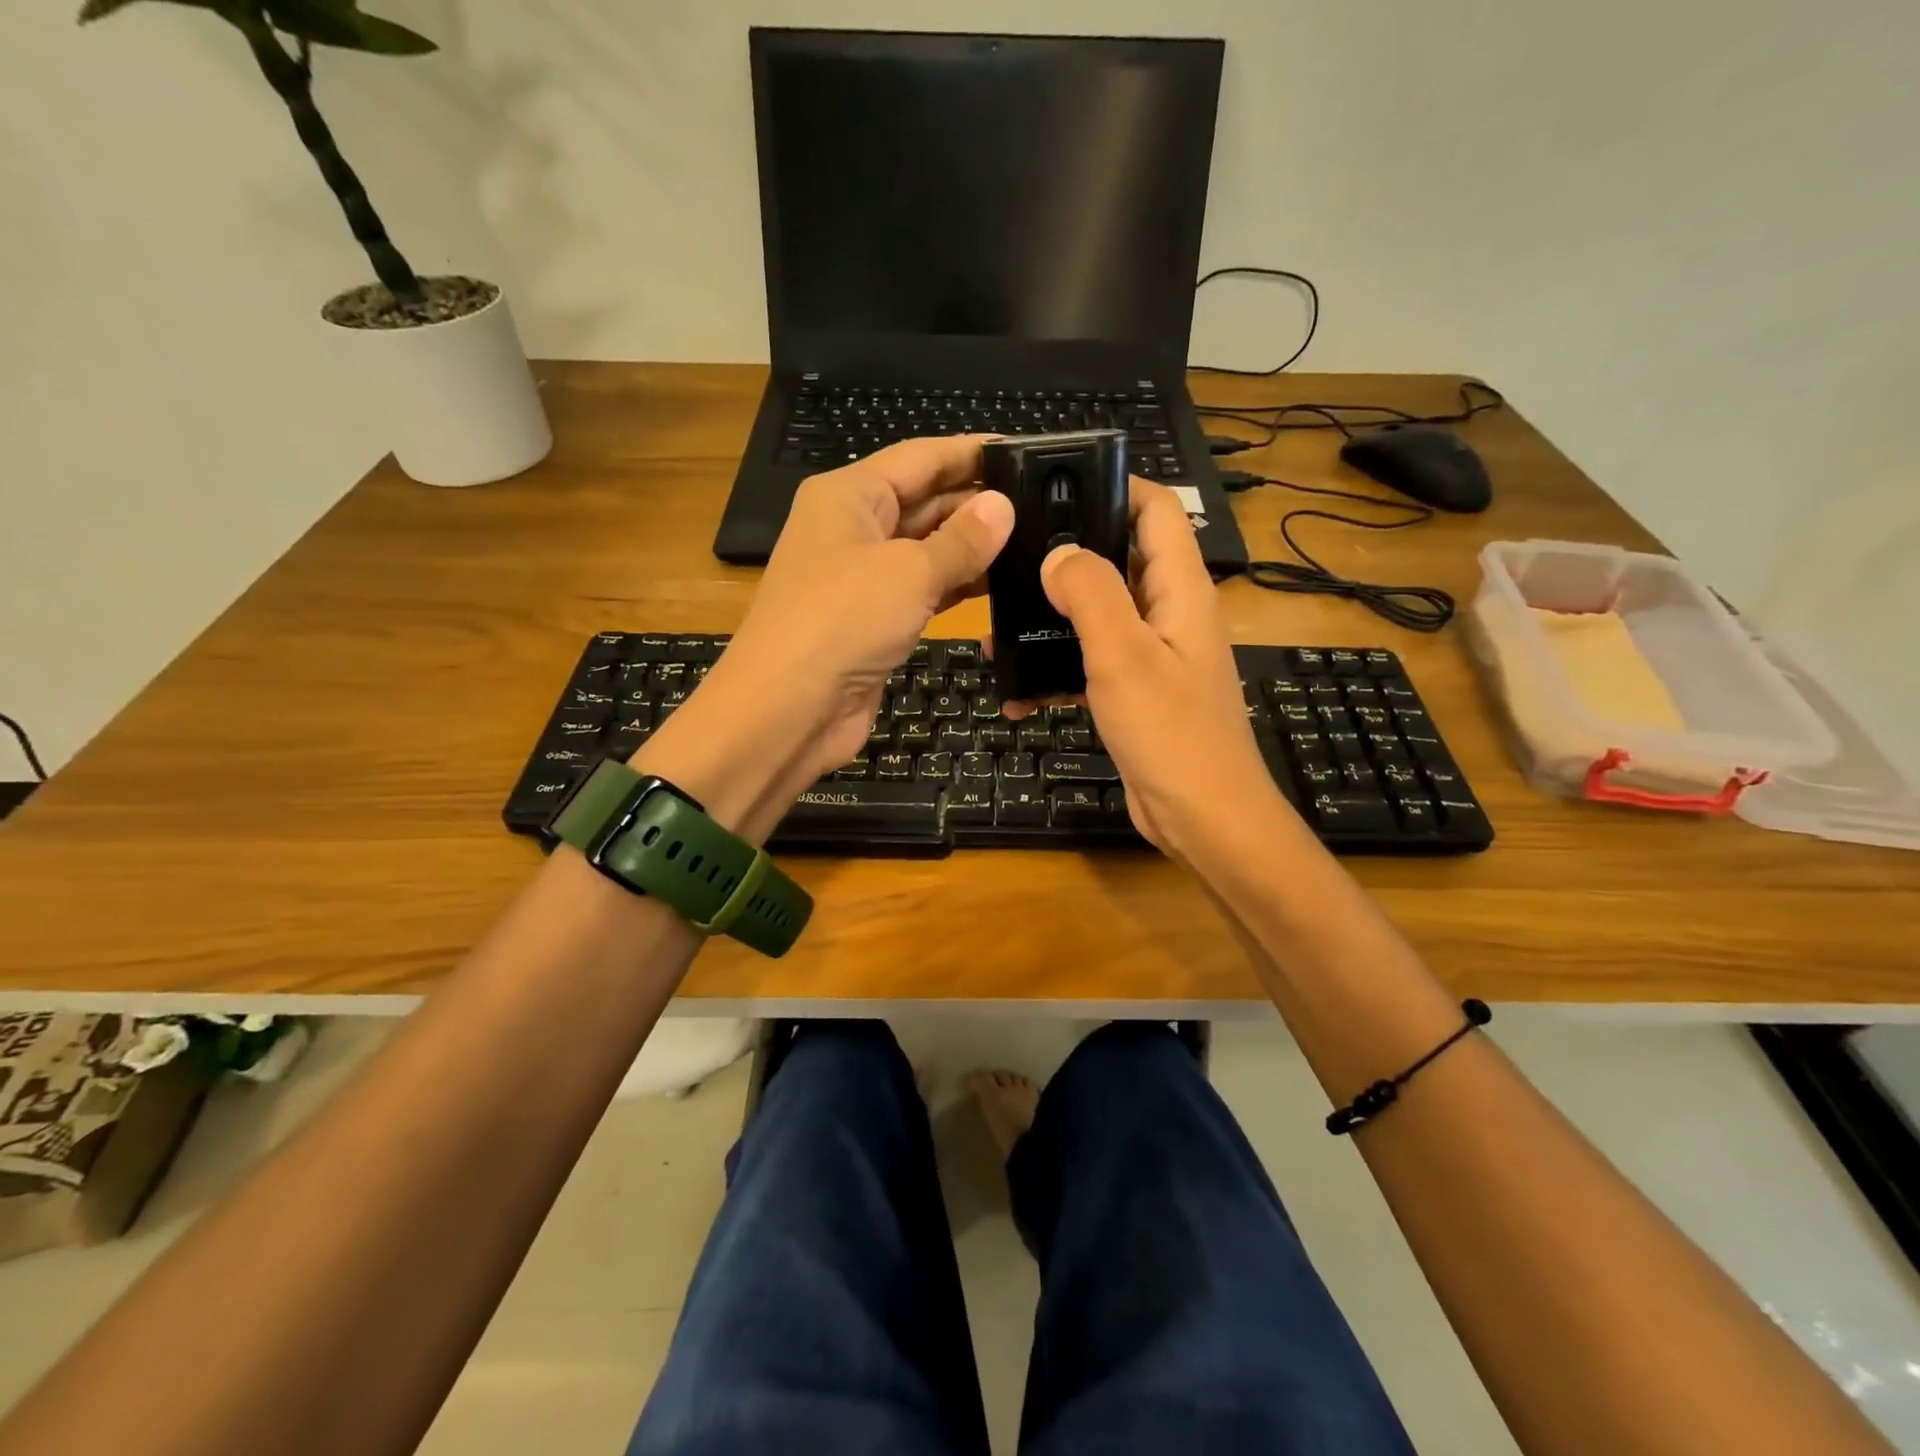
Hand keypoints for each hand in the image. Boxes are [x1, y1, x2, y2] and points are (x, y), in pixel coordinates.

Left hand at [636, 438, 1013, 838]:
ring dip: (973, 548)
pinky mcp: (875, 620)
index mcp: (850, 495)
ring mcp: (863, 577)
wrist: (788, 711)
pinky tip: (1002, 584)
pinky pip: (923, 590)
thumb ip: (962, 540)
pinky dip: (958, 586)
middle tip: (1045, 503)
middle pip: (924, 500)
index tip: (1025, 453)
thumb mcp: (908, 572)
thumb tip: (1003, 507)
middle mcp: (854, 528)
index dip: (971, 453)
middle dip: (978, 503)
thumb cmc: (842, 622)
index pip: (920, 457)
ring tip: (1037, 541)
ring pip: (927, 549)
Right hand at [1011, 479, 1291, 859]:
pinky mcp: (1136, 695)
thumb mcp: (1124, 655)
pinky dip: (1056, 673)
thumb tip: (1057, 553)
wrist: (1202, 819)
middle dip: (1065, 557)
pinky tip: (1016, 693)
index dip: (1115, 485)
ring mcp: (1153, 656)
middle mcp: (1169, 614)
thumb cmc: (1171, 733)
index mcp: (1180, 590)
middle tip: (1008, 558)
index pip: (1156, 510)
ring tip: (997, 629)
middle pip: (1118, 561)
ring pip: (1097, 618)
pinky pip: (1090, 667)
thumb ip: (1091, 593)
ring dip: (1051, 622)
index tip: (1056, 485)